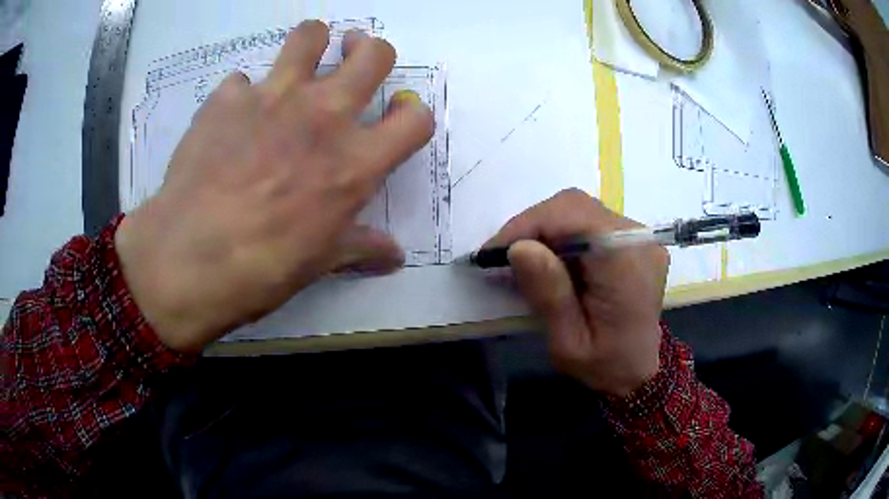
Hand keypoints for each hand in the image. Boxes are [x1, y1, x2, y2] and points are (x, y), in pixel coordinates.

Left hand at [115, 21, 433, 352]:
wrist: (189, 259)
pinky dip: (242, 95)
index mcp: (355, 161)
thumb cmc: (263, 268)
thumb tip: (395, 256)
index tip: (396, 121)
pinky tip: (230, 119)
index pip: (415, 119)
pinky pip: (241, 80)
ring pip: (310, 35)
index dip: (413, 117)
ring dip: (314, 41)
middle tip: (355, 61)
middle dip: (371, 53)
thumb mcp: (320, 263)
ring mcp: (273, 97)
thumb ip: (362, 247)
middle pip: (374, 55)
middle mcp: (323, 115)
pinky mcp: (227, 98)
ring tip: (302, 58)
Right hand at [485, 189, 669, 396]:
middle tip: (505, 257)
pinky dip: (562, 234)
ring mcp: (640, 238)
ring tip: (525, 260)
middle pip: (577, 206)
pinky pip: (590, 222)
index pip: (574, 217)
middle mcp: (639, 242)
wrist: (638, 369)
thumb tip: (520, 247)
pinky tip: (551, 260)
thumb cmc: (604, 365)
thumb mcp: (568, 344)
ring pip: (581, 210)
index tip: (494, 251)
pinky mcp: (633, 241)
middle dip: (534, 225)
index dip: (529, 224)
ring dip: (546, 229)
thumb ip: (549, 295)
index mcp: (627, 267)